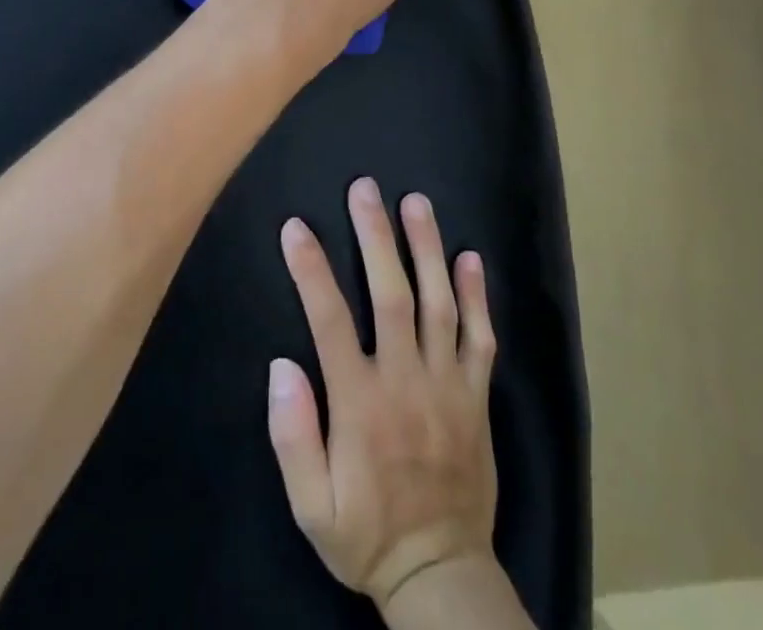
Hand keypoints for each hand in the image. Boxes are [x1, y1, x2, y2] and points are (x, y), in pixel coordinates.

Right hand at [268, 178, 501, 615]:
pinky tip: (470, 258)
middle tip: (365, 189)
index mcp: (360, 403)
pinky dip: (478, 296)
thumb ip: (293, 437)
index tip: (296, 227)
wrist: (442, 573)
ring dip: (427, 248)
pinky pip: (481, 338)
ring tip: (416, 202)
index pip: (330, 321)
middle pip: (391, 294)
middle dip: (376, 236)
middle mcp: (406, 380)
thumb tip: (281, 366)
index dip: (311, 270)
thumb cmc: (367, 534)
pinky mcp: (477, 395)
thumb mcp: (312, 506)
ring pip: (439, 303)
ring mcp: (448, 384)